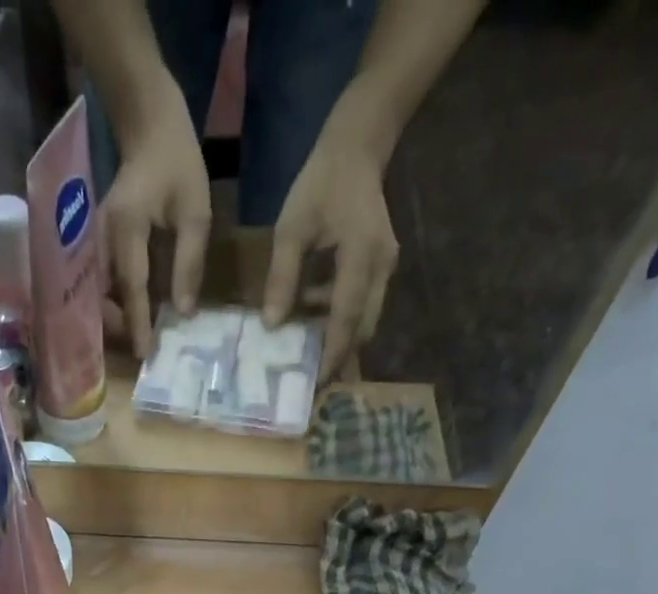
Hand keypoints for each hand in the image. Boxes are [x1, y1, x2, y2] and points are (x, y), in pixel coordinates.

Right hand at [104, 74, 211, 357]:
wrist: (146, 125)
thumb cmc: (177, 162)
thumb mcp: (195, 211)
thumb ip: (189, 263)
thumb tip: (183, 312)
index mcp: (127, 228)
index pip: (132, 286)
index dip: (137, 323)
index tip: (143, 353)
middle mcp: (102, 238)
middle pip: (103, 297)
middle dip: (118, 327)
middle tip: (139, 349)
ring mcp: (94, 240)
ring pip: (96, 293)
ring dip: (112, 319)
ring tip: (133, 338)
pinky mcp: (95, 243)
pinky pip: (99, 282)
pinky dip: (110, 302)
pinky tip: (127, 315)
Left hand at [262, 130, 398, 379]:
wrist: (357, 148)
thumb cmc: (321, 183)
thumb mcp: (292, 227)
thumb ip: (282, 277)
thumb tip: (272, 326)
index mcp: (361, 254)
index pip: (346, 317)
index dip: (331, 352)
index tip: (315, 381)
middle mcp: (381, 267)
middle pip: (362, 328)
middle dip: (338, 355)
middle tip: (309, 379)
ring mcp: (385, 268)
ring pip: (365, 320)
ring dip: (338, 338)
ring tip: (305, 351)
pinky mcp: (381, 268)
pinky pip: (363, 306)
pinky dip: (340, 320)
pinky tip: (311, 317)